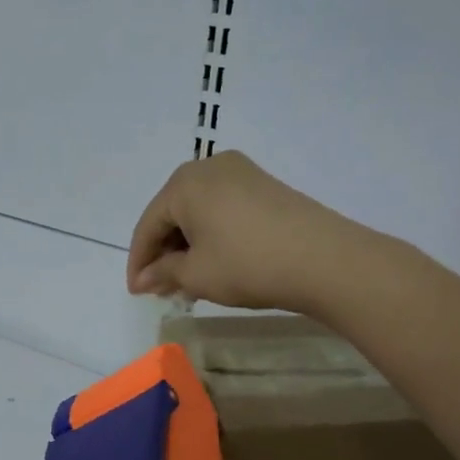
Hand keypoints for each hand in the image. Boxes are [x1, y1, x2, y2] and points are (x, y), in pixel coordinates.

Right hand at [127, 150, 359, 311]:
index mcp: (184, 183)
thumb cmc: (247, 264)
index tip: (136, 292)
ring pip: (198, 212)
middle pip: (172, 213)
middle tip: (161, 287)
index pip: (148, 225)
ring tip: (187, 280)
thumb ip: (163, 273)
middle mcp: (209, 167)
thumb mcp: (196, 274)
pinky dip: (211, 235)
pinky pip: (223, 209)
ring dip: (188, 246)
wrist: (324, 259)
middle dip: (163, 252)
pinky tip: (214, 262)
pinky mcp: (264, 185)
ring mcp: (241, 173)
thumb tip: (144, 279)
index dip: (139, 262)